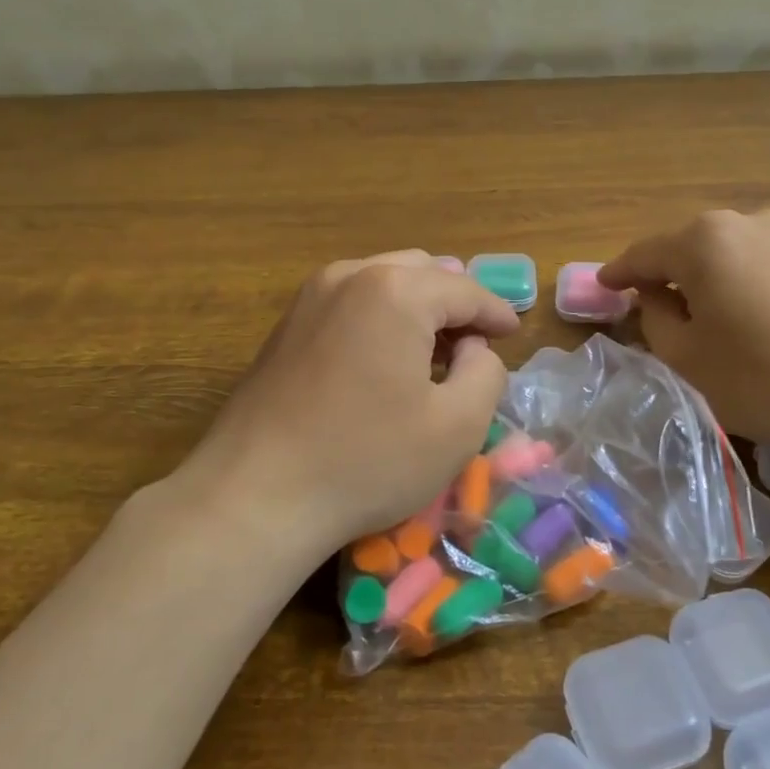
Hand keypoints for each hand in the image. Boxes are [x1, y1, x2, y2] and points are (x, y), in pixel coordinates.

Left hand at [181, 252, 520, 555]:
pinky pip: (351, 303)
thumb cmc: (368, 460)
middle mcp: (351, 276)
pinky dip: (381, 318)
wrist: (256, 495)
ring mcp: (310, 297)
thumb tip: (473, 348)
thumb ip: (486, 373)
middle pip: (422, 273)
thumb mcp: (458, 425)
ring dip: (417, 308)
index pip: (465, 290)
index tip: (514, 333)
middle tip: (475, 341)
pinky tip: (386, 358)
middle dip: (454, 303)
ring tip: (435, 350)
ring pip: (383, 282)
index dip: (496, 312)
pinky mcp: (287, 325)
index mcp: (396, 290)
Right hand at [599, 210, 769, 458]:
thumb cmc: (763, 377)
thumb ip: (655, 318)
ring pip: (728, 254)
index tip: (601, 286)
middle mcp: (747, 221)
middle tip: (650, 307)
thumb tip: (654, 297)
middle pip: (688, 248)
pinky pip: (763, 262)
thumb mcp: (687, 358)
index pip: (645, 254)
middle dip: (666, 275)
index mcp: (704, 240)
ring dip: (707, 279)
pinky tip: (747, 314)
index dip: (618, 273)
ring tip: (702, 315)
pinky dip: (742, 282)